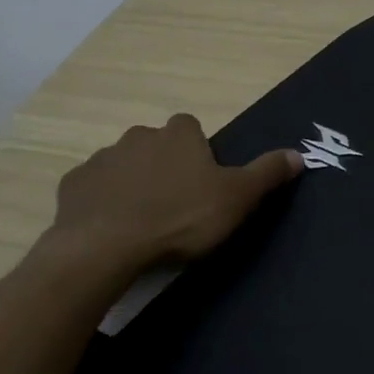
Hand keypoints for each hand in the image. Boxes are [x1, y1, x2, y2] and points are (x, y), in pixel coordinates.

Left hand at [49, 114, 302, 271]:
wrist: (107, 246)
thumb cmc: (181, 218)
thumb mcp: (237, 198)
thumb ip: (267, 173)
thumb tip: (299, 153)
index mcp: (178, 134)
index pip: (191, 127)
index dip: (198, 151)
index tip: (202, 181)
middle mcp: (138, 136)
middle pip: (156, 145)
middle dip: (164, 166)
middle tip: (175, 205)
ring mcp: (102, 159)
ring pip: (123, 166)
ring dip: (132, 184)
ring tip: (144, 221)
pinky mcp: (74, 185)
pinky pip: (93, 189)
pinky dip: (103, 202)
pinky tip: (112, 228)